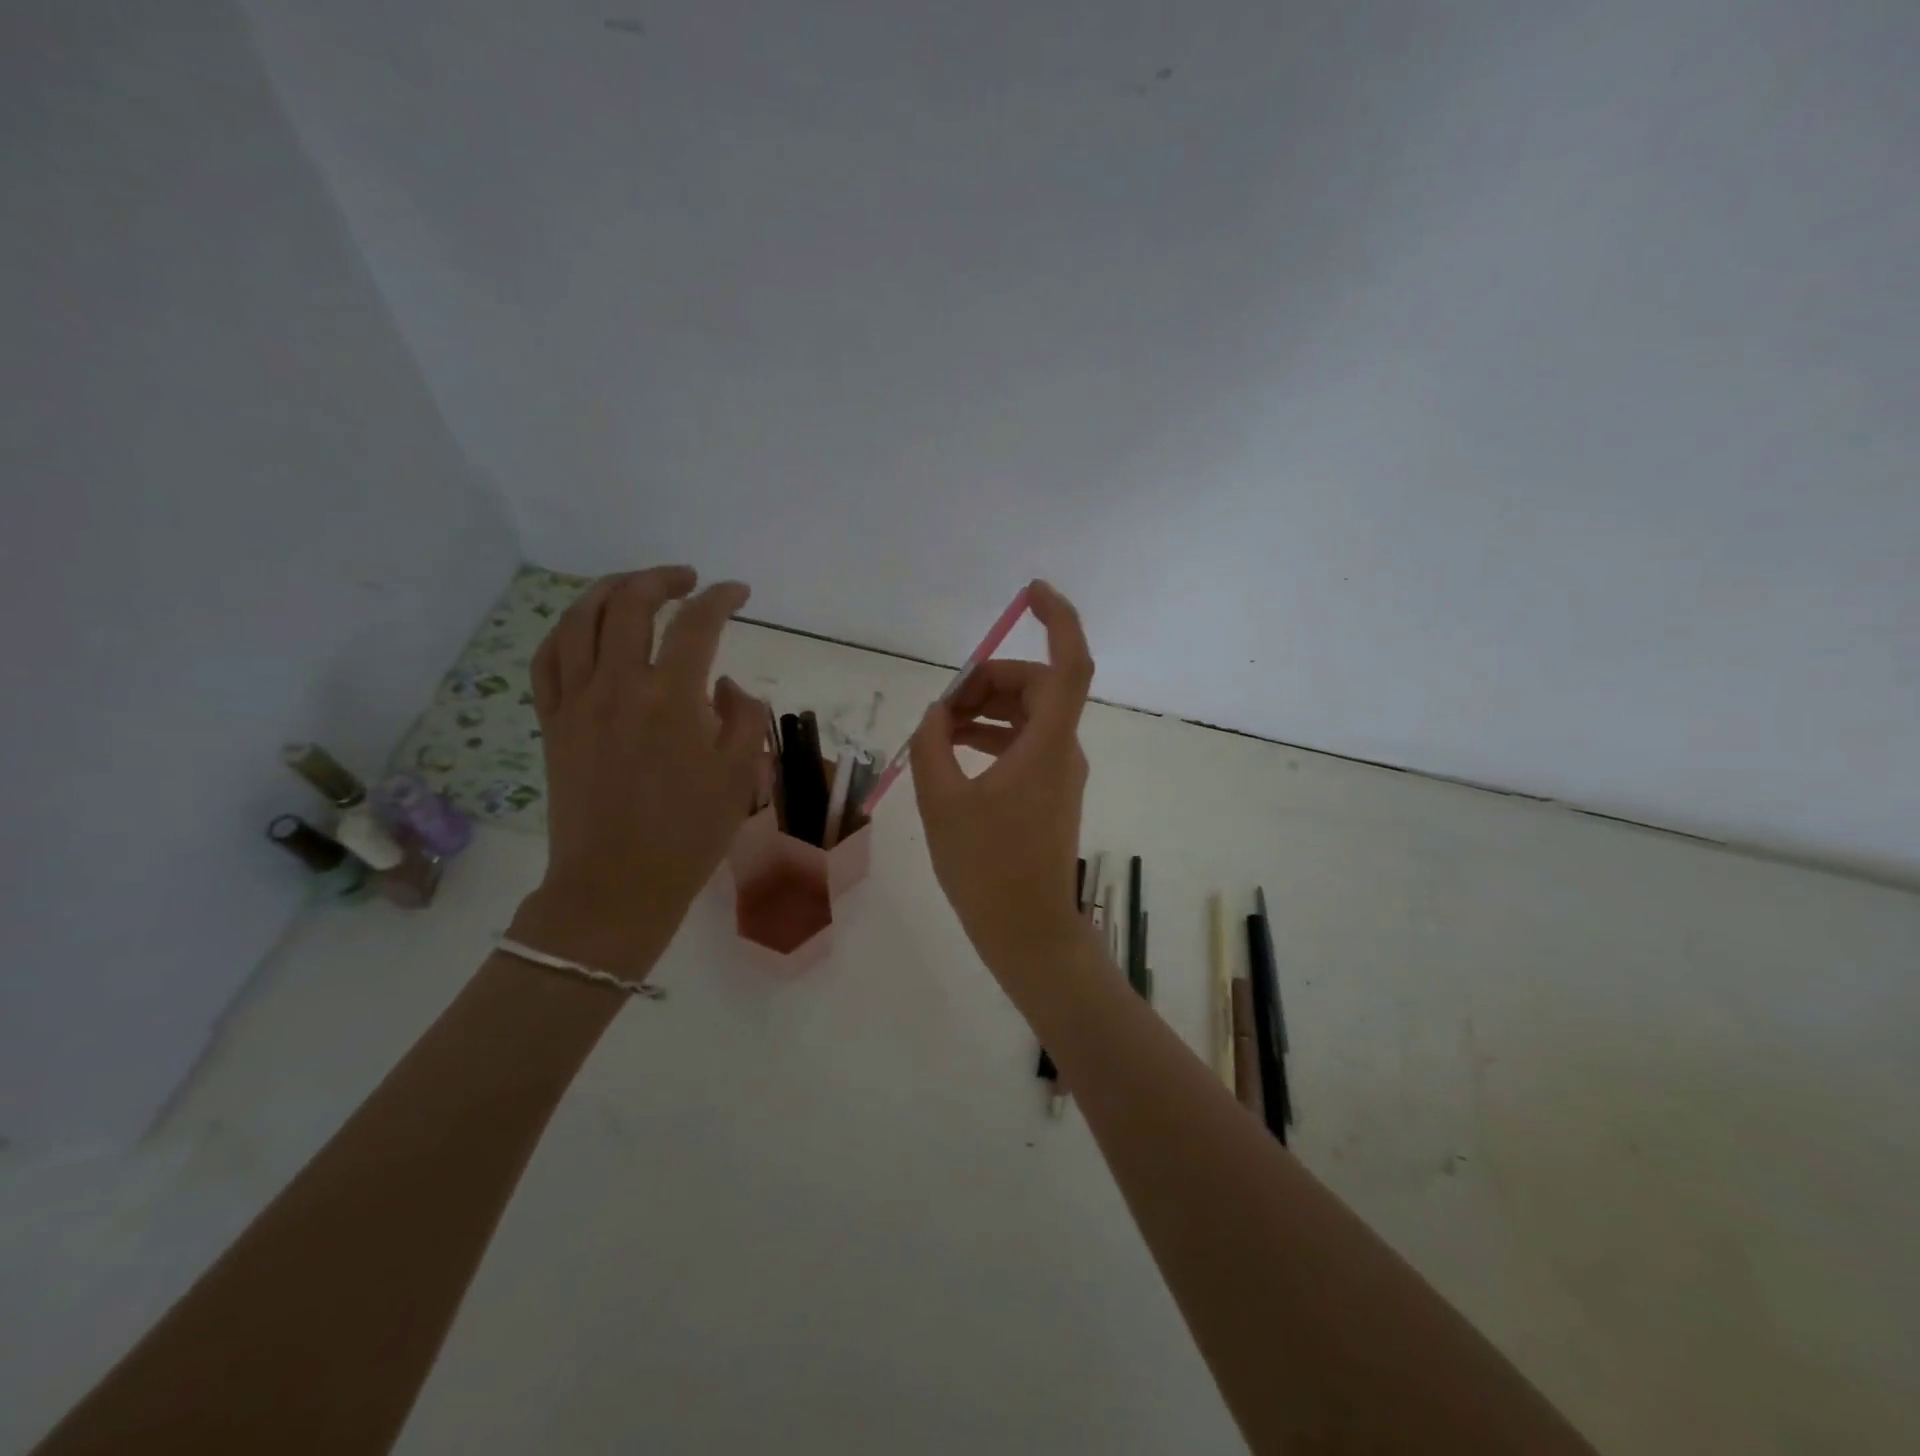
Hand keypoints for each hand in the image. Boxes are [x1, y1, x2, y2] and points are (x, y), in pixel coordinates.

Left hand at [509, 567, 765, 973]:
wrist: (616, 886)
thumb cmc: (688, 835)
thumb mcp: (740, 775)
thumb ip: (743, 715)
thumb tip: (722, 685)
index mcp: (672, 699)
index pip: (697, 624)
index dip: (721, 598)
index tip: (738, 593)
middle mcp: (619, 686)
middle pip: (630, 603)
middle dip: (663, 579)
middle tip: (688, 580)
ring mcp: (576, 702)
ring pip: (580, 619)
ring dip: (610, 590)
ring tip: (636, 587)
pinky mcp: (552, 722)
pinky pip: (548, 658)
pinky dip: (568, 629)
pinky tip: (587, 627)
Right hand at [909, 580, 1095, 980]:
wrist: (1028, 931)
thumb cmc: (987, 869)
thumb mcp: (943, 802)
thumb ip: (933, 745)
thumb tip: (937, 713)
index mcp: (1047, 745)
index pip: (1070, 664)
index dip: (1059, 619)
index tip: (1031, 592)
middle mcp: (1063, 749)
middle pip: (1037, 686)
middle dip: (988, 681)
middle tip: (942, 707)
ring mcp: (1060, 771)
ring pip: (1028, 714)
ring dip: (986, 709)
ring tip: (938, 729)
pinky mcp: (1051, 791)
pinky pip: (1024, 743)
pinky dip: (992, 736)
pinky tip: (954, 751)